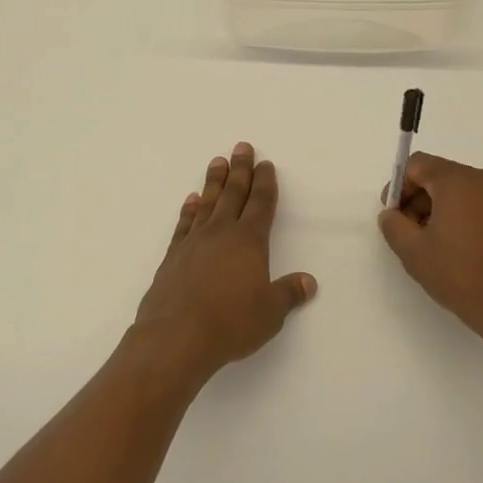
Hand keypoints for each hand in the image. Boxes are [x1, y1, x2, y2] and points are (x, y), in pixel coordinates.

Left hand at [133, 143, 316, 386]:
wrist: (176, 335)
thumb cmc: (231, 323)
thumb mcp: (270, 313)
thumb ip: (288, 294)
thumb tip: (308, 282)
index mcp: (250, 241)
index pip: (261, 204)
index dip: (265, 183)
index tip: (266, 164)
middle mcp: (222, 233)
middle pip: (233, 193)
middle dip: (240, 169)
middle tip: (241, 147)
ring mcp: (194, 242)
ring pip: (208, 202)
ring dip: (214, 181)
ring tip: (217, 161)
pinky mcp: (173, 256)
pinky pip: (184, 224)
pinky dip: (189, 209)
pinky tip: (191, 200)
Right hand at [378, 153, 482, 355]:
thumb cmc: (460, 273)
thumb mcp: (412, 251)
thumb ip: (393, 225)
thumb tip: (391, 214)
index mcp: (458, 179)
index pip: (417, 164)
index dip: (399, 186)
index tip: (393, 215)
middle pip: (440, 176)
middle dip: (418, 199)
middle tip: (408, 232)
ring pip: (460, 191)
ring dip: (439, 210)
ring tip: (432, 245)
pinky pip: (479, 206)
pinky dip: (462, 218)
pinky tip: (456, 249)